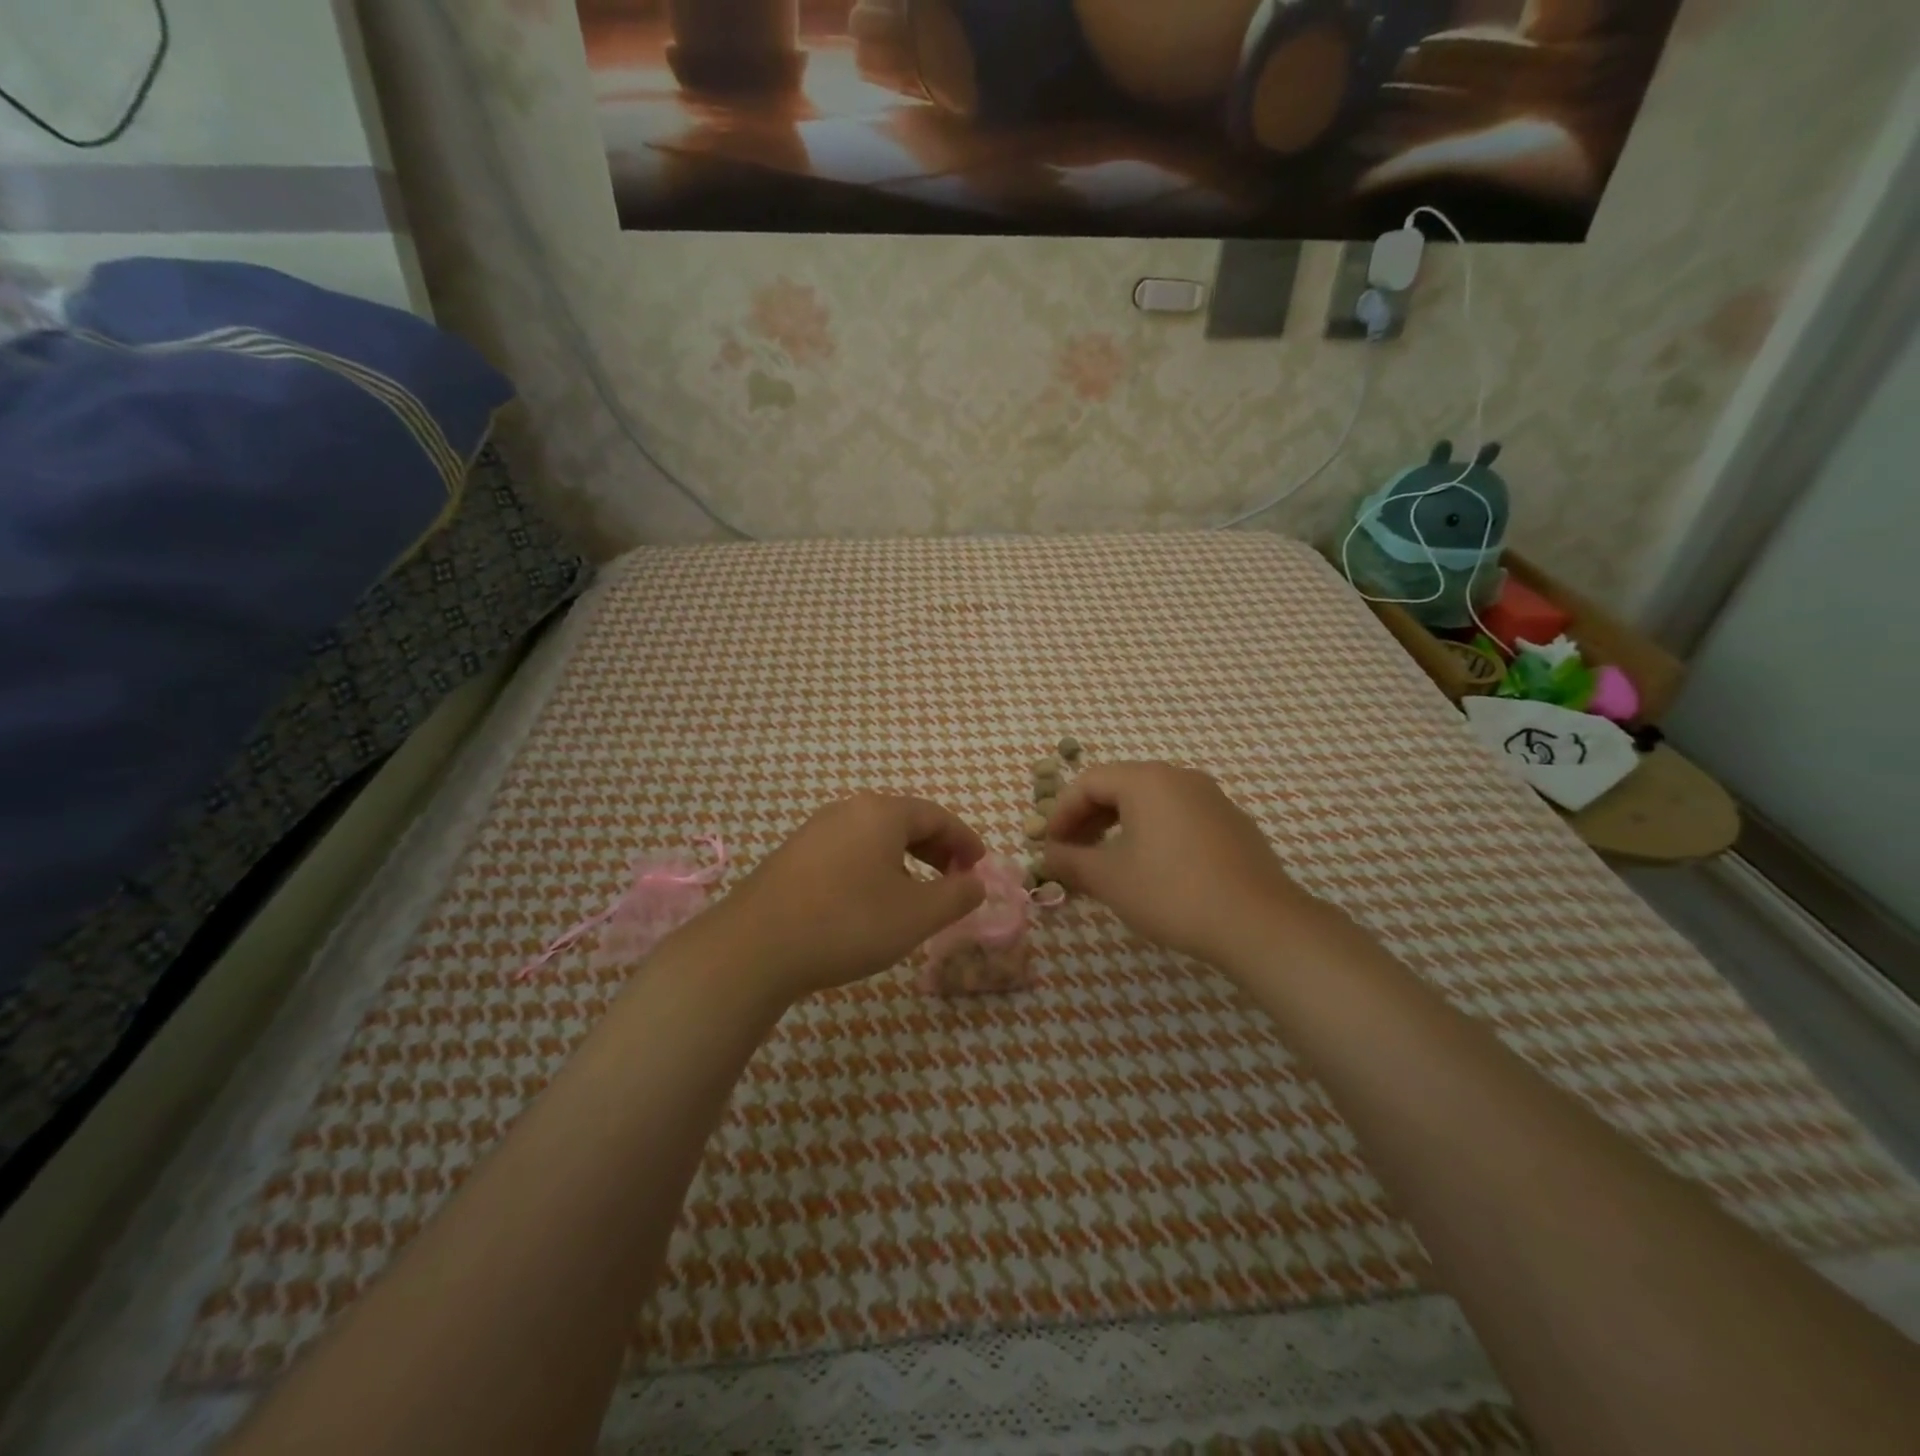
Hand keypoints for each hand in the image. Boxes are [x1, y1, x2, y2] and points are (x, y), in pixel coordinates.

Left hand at [704, 792, 987, 1001]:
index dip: (965, 840)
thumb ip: (957, 896)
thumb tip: (976, 883)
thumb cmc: (848, 923)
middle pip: (905, 821)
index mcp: (882, 813)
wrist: (755, 947)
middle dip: (937, 849)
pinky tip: (870, 902)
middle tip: (955, 880)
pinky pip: (848, 852)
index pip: (937, 816)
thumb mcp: (917, 915)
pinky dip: (873, 868)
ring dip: (905, 860)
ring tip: (916, 895)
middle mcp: (848, 810)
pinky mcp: (793, 856)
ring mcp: (815, 831)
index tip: (980, 867)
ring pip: (874, 838)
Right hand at [1042, 762, 1310, 968]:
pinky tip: (1152, 870)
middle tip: (1072, 854)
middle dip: (1088, 820)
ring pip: (1151, 803)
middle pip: (1120, 787)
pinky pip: (1179, 818)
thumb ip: (1070, 861)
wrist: (1258, 923)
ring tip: (1107, 864)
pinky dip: (1153, 834)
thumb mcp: (1109, 879)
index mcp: (1147, 780)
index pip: (1088, 782)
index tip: (1050, 846)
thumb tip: (1047, 856)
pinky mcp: (1233, 824)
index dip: (1061, 812)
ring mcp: (1212, 799)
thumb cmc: (1172, 892)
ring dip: (1119, 828)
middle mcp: (1180, 778)